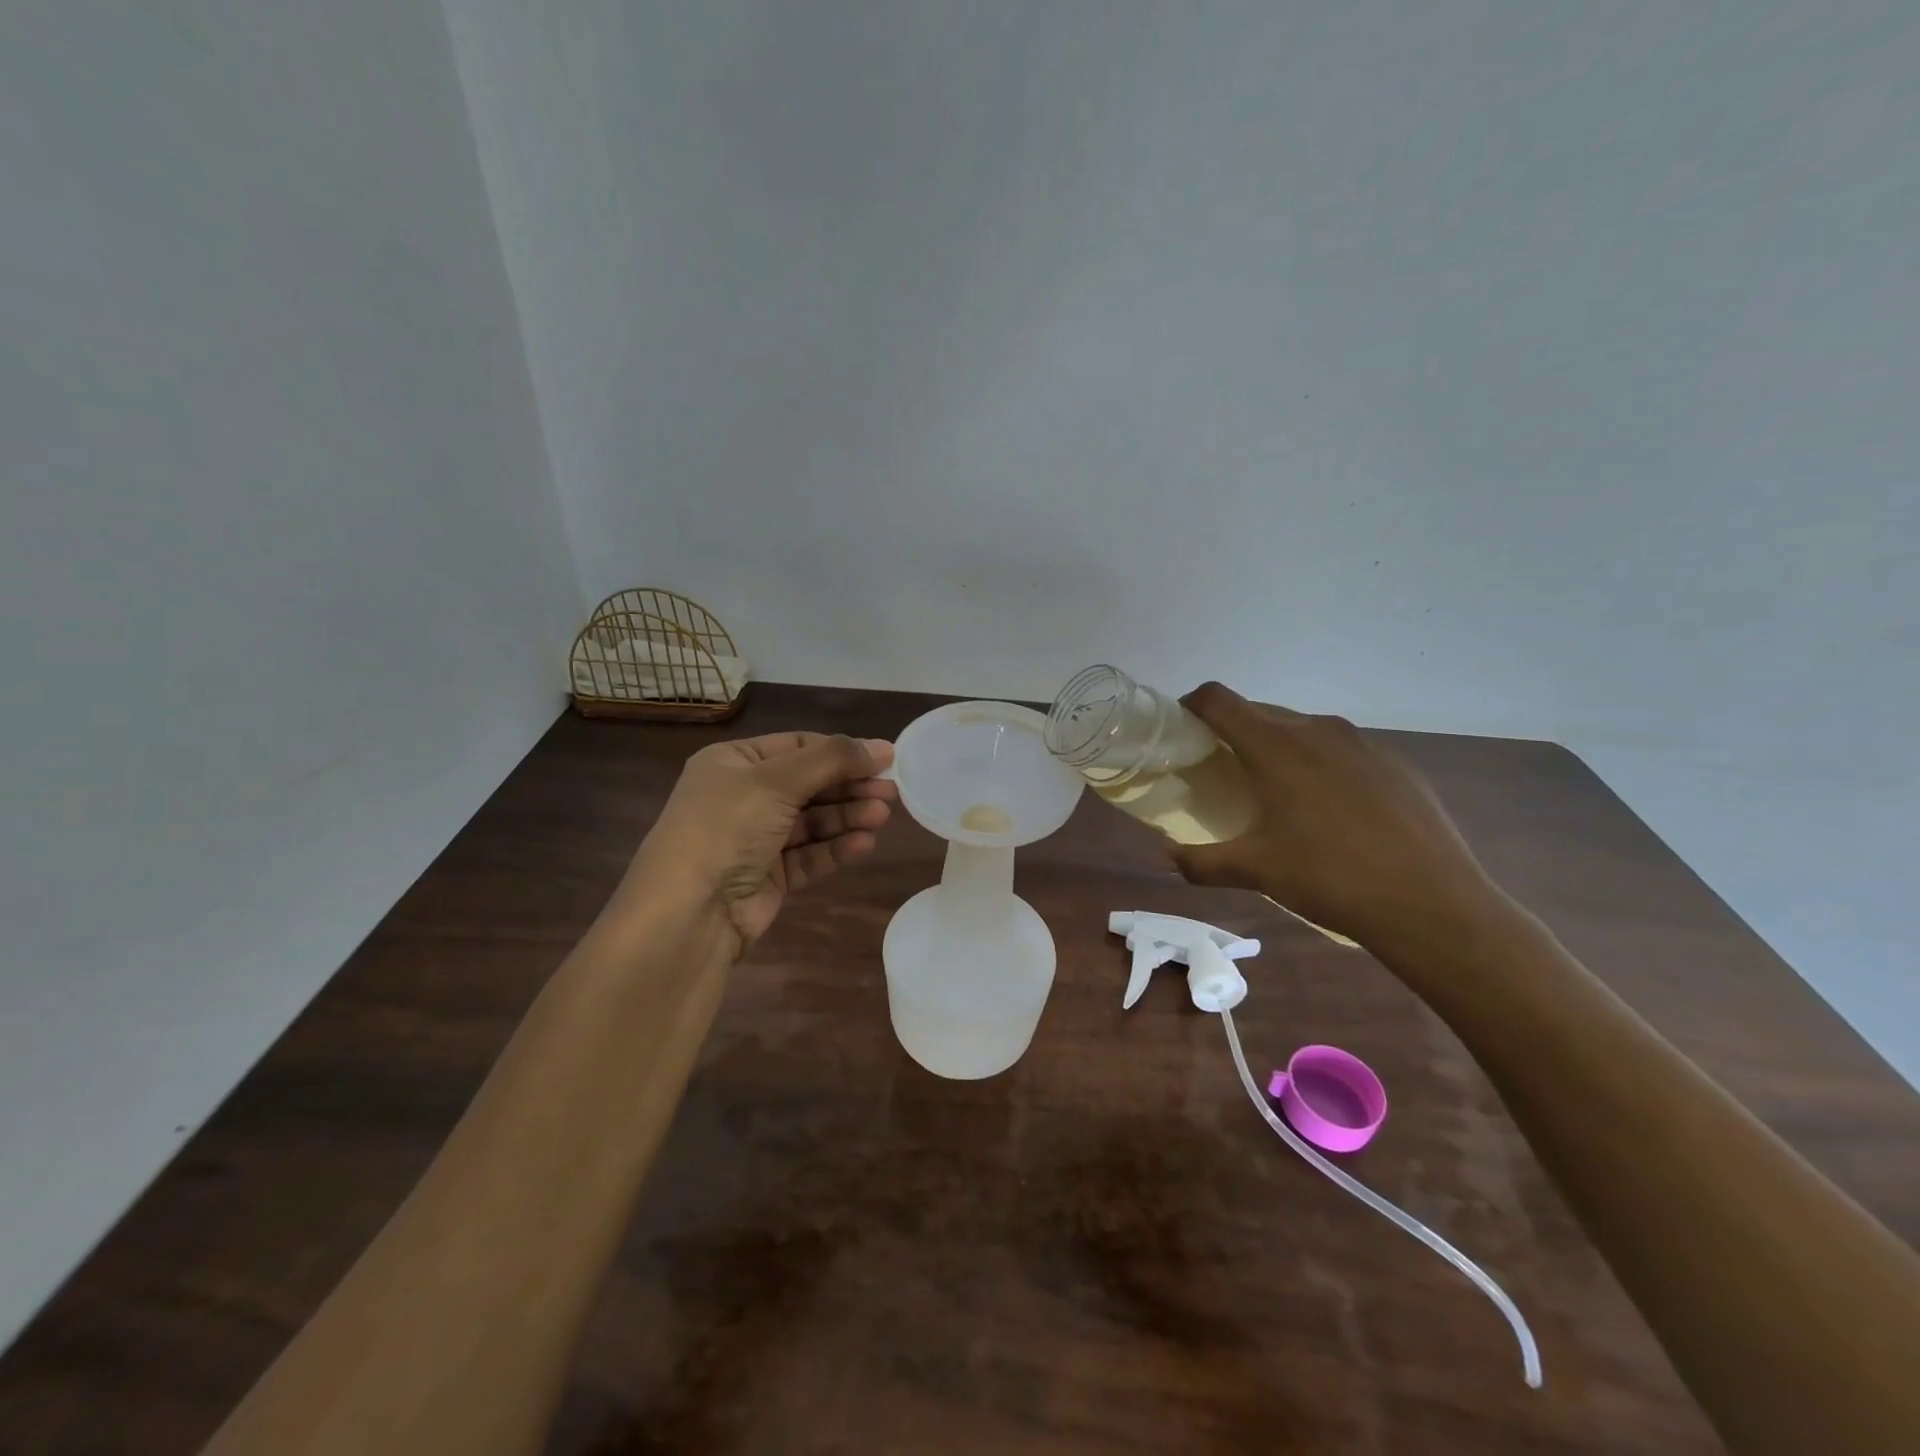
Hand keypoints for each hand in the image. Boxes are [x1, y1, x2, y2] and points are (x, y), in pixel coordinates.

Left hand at [624, 732, 896, 954]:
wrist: (688, 913)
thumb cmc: (726, 828)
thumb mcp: (776, 781)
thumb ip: (832, 760)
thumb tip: (882, 747)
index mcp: (734, 763)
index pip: (798, 746)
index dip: (841, 751)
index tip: (885, 758)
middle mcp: (743, 797)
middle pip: (810, 784)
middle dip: (850, 786)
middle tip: (891, 791)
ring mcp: (755, 839)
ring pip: (813, 821)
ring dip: (847, 816)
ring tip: (882, 816)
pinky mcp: (769, 876)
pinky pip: (809, 855)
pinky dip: (836, 848)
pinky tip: (864, 843)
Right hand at [1168, 683, 1498, 948]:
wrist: (1431, 903)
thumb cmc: (1329, 877)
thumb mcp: (1255, 871)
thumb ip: (1200, 862)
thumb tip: (1165, 858)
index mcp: (1275, 745)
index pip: (1218, 700)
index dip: (1191, 705)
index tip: (1182, 729)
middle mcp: (1317, 729)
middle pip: (1259, 712)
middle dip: (1233, 733)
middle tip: (1223, 771)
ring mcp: (1362, 743)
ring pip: (1303, 729)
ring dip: (1279, 748)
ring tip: (1277, 793)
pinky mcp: (1395, 763)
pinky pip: (1342, 751)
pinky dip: (1321, 766)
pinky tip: (1332, 812)